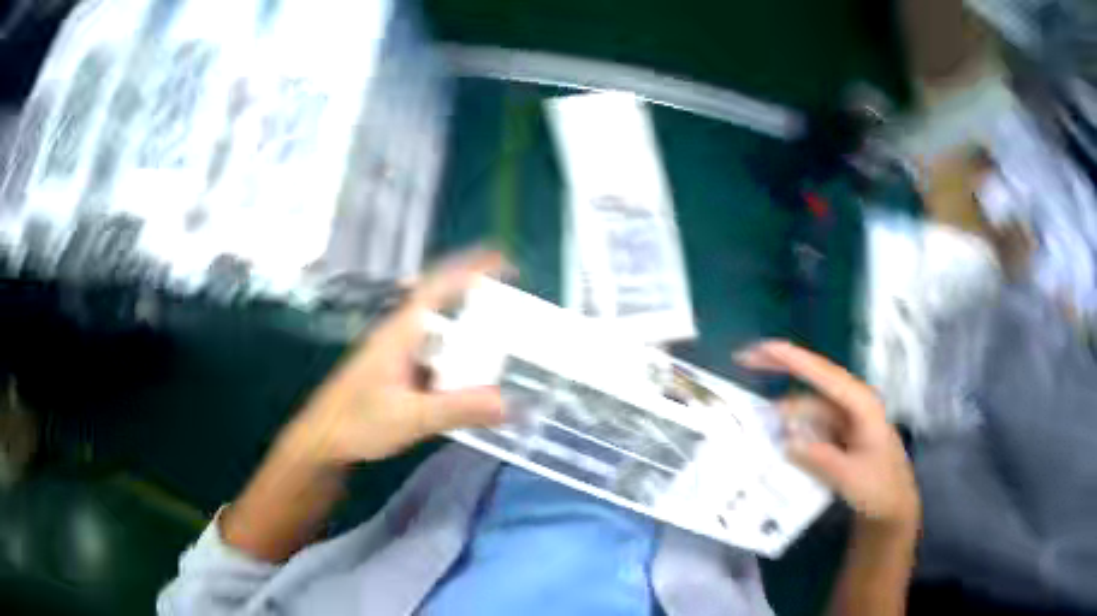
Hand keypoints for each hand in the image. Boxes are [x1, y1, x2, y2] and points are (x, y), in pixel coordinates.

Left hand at [287, 249, 508, 465]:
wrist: (323, 441)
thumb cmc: (358, 422)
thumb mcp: (411, 417)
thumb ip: (458, 410)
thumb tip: (508, 403)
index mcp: (401, 332)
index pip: (438, 285)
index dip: (470, 268)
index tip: (505, 261)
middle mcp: (400, 334)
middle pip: (442, 304)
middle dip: (477, 298)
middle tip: (514, 307)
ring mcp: (397, 353)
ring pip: (439, 332)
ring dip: (468, 333)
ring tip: (502, 342)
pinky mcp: (396, 372)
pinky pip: (434, 356)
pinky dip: (456, 360)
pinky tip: (472, 378)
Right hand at [736, 340, 919, 530]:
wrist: (893, 506)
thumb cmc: (880, 487)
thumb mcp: (850, 477)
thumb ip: (819, 457)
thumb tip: (787, 440)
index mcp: (861, 404)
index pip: (824, 375)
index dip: (793, 360)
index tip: (763, 348)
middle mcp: (851, 404)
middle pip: (813, 379)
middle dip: (782, 367)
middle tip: (746, 358)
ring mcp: (844, 419)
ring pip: (807, 406)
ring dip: (783, 409)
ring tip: (752, 415)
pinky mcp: (837, 435)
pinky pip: (809, 425)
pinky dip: (791, 428)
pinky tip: (774, 438)